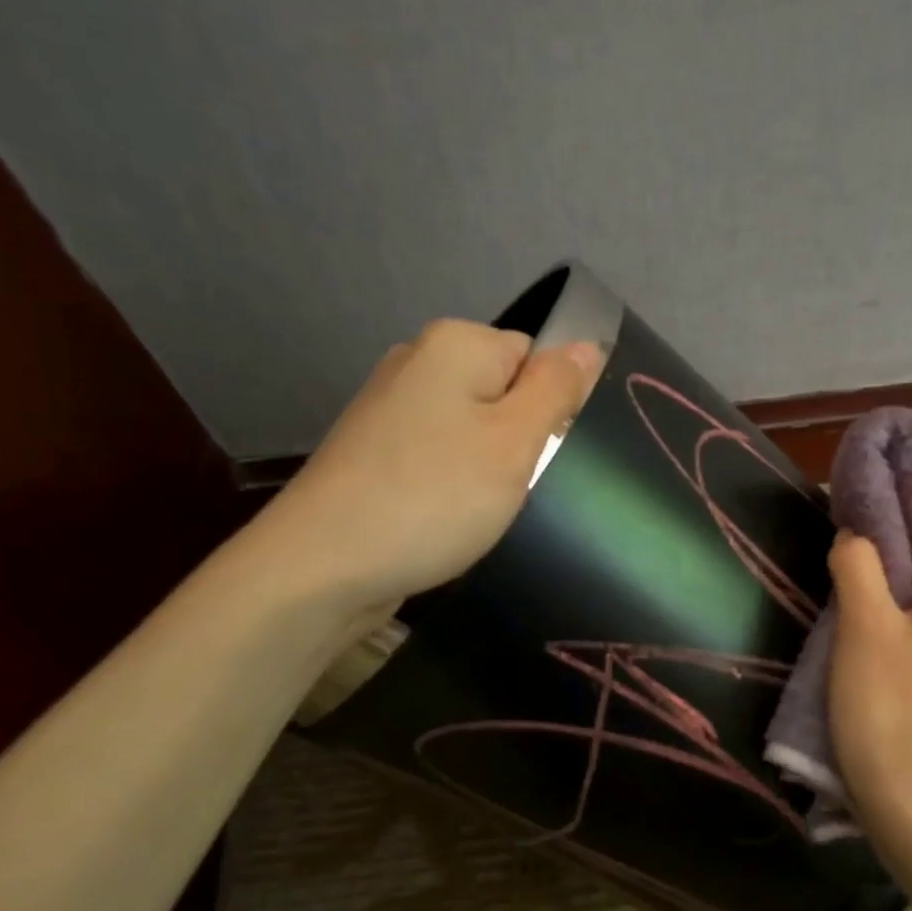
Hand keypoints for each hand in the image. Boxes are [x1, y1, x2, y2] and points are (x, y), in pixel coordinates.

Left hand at [258, 319, 598, 623]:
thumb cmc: (434, 497)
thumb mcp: (515, 441)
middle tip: (517, 488)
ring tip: (484, 509)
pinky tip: (450, 517)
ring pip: (474, 430)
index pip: (537, 358)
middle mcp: (418, 362)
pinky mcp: (376, 451)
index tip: (544, 457)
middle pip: (504, 392)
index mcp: (456, 344)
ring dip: (491, 468)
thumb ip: (557, 388)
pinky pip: (441, 455)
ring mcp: (390, 408)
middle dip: (522, 439)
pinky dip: (455, 484)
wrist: (324, 566)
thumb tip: (588, 345)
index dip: (552, 408)